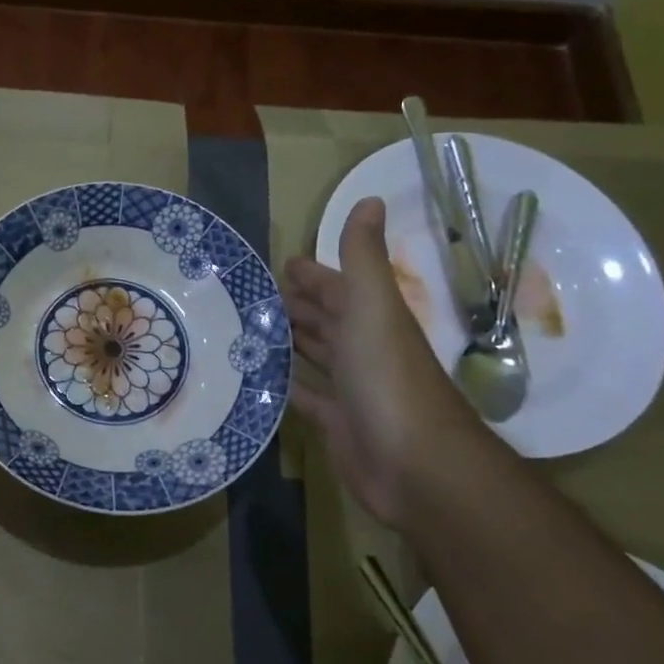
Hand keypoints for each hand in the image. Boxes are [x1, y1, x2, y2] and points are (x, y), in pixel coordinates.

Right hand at [284, 198, 490, 524]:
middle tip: (253, 297)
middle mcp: (363, 350)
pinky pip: (306, 397)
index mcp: (372, 319)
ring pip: (316, 356)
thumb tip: (369, 198)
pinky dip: (287, 386)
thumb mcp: (373, 307)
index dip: (313, 275)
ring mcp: (351, 389)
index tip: (280, 265)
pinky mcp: (337, 424)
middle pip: (326, 320)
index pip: (339, 288)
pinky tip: (261, 378)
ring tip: (249, 330)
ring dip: (290, 342)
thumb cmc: (388, 377)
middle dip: (297, 306)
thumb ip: (364, 257)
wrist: (415, 465)